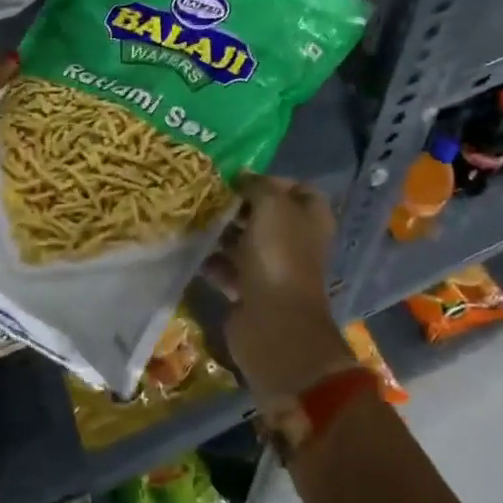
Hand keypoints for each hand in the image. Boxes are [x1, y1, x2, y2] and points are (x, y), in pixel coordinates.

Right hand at [208, 175, 353, 403]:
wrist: (274, 324)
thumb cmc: (279, 256)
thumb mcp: (271, 206)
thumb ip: (258, 186)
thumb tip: (243, 177)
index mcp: (311, 218)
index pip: (299, 189)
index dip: (273, 180)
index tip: (241, 179)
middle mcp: (295, 241)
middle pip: (266, 214)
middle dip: (238, 205)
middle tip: (208, 196)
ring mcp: (273, 268)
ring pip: (243, 241)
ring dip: (220, 232)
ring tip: (194, 220)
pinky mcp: (250, 291)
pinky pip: (228, 269)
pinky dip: (212, 261)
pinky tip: (192, 251)